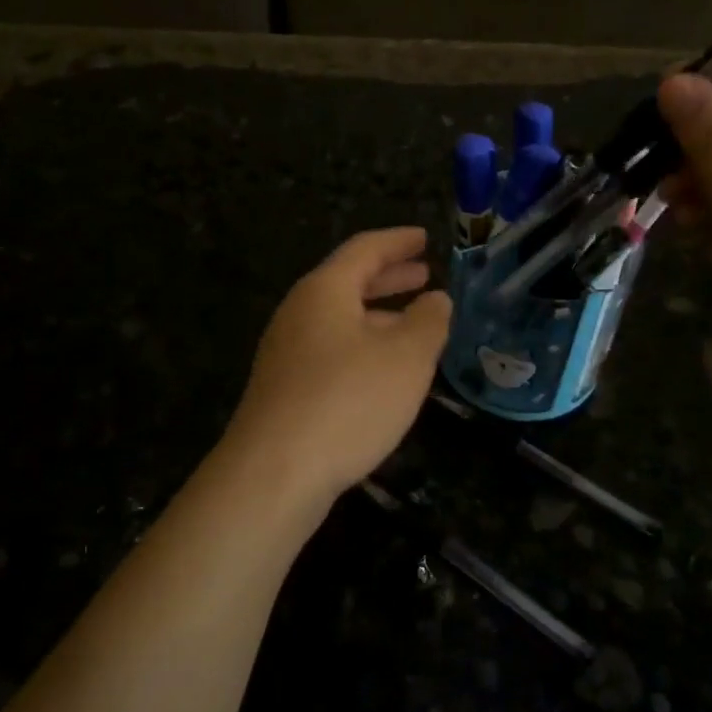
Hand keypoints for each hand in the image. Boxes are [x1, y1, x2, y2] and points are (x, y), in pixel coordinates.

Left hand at [224, 228, 451, 507]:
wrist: (274, 473)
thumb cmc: (348, 401)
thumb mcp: (406, 357)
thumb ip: (428, 321)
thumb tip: (436, 299)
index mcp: (325, 291)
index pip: (365, 249)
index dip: (399, 241)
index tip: (425, 238)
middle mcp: (299, 312)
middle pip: (348, 282)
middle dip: (389, 277)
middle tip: (423, 274)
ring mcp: (286, 352)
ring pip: (340, 319)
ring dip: (378, 315)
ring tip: (414, 323)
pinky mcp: (284, 388)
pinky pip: (331, 349)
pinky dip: (363, 345)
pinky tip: (383, 370)